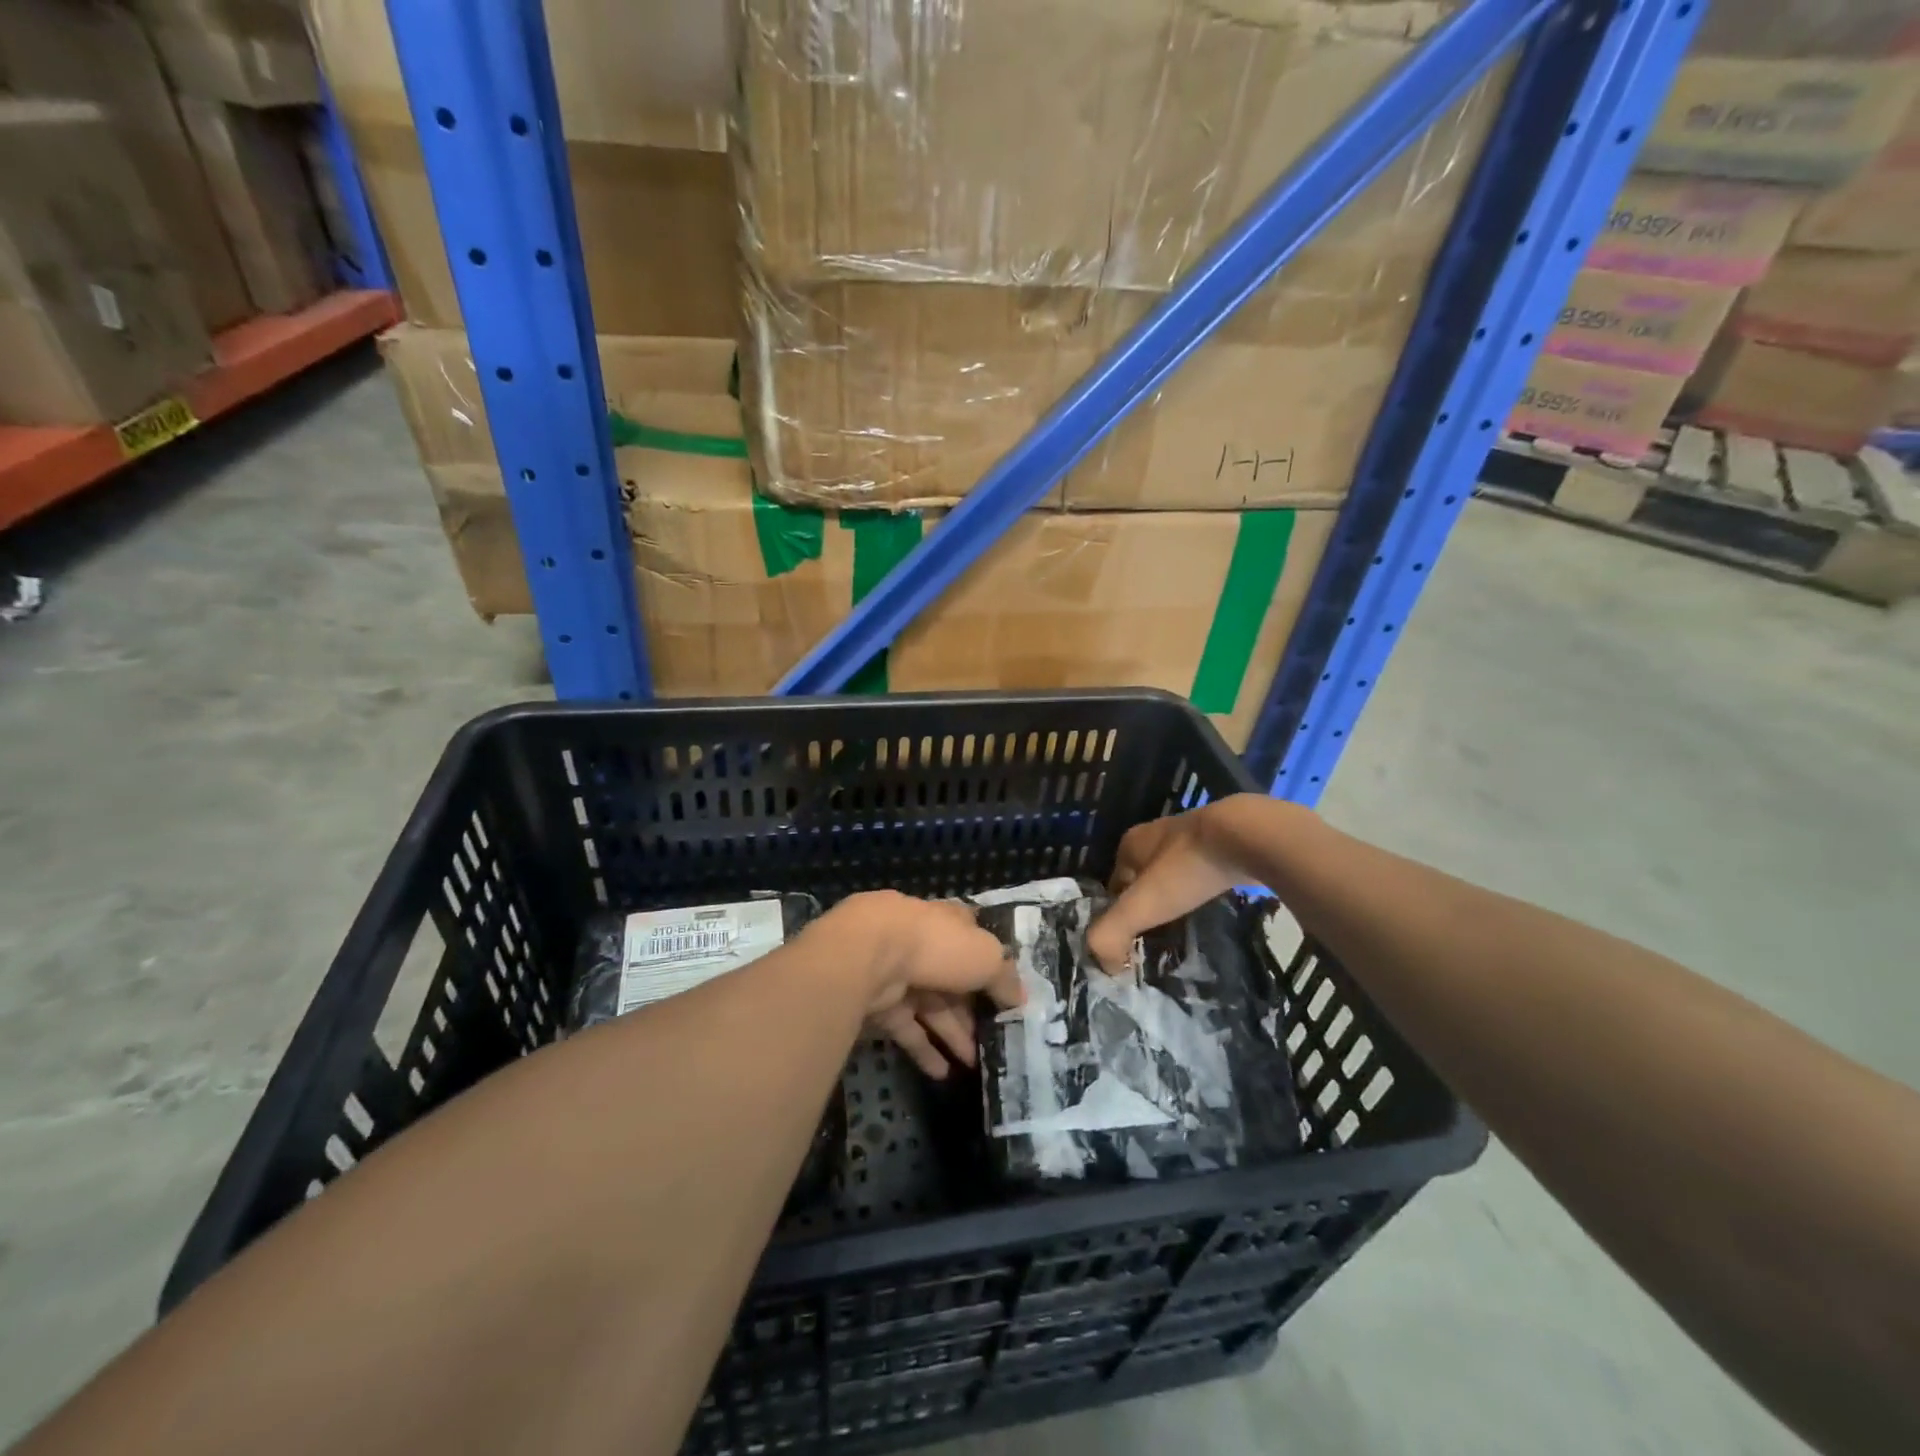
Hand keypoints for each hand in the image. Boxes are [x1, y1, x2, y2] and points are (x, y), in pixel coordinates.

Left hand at [811, 891, 1023, 1079]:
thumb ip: (1004, 977)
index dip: (990, 965)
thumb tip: (1020, 998)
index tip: (1006, 994)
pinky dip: (924, 1050)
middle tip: (994, 1041)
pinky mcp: (878, 1003)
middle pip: (952, 980)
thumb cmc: (936, 945)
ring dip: (952, 1035)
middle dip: (972, 1011)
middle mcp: (921, 944)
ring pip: (930, 1007)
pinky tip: (942, 1074)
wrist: (869, 956)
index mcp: (947, 922)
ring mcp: (897, 973)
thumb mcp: (986, 956)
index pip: (972, 940)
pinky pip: (906, 1028)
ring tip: (974, 1065)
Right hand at [1086, 795, 1296, 970]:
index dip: (1118, 916)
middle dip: (1148, 908)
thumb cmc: (1187, 867)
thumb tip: (1105, 966)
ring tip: (1185, 932)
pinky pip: (1203, 874)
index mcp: (1130, 844)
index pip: (1113, 887)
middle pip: (1144, 880)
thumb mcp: (1141, 904)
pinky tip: (1212, 912)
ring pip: (1174, 877)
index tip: (1130, 946)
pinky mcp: (1225, 843)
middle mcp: (1156, 835)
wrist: (1248, 836)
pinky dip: (1202, 893)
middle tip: (1157, 943)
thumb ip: (1111, 934)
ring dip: (1176, 901)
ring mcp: (1192, 836)